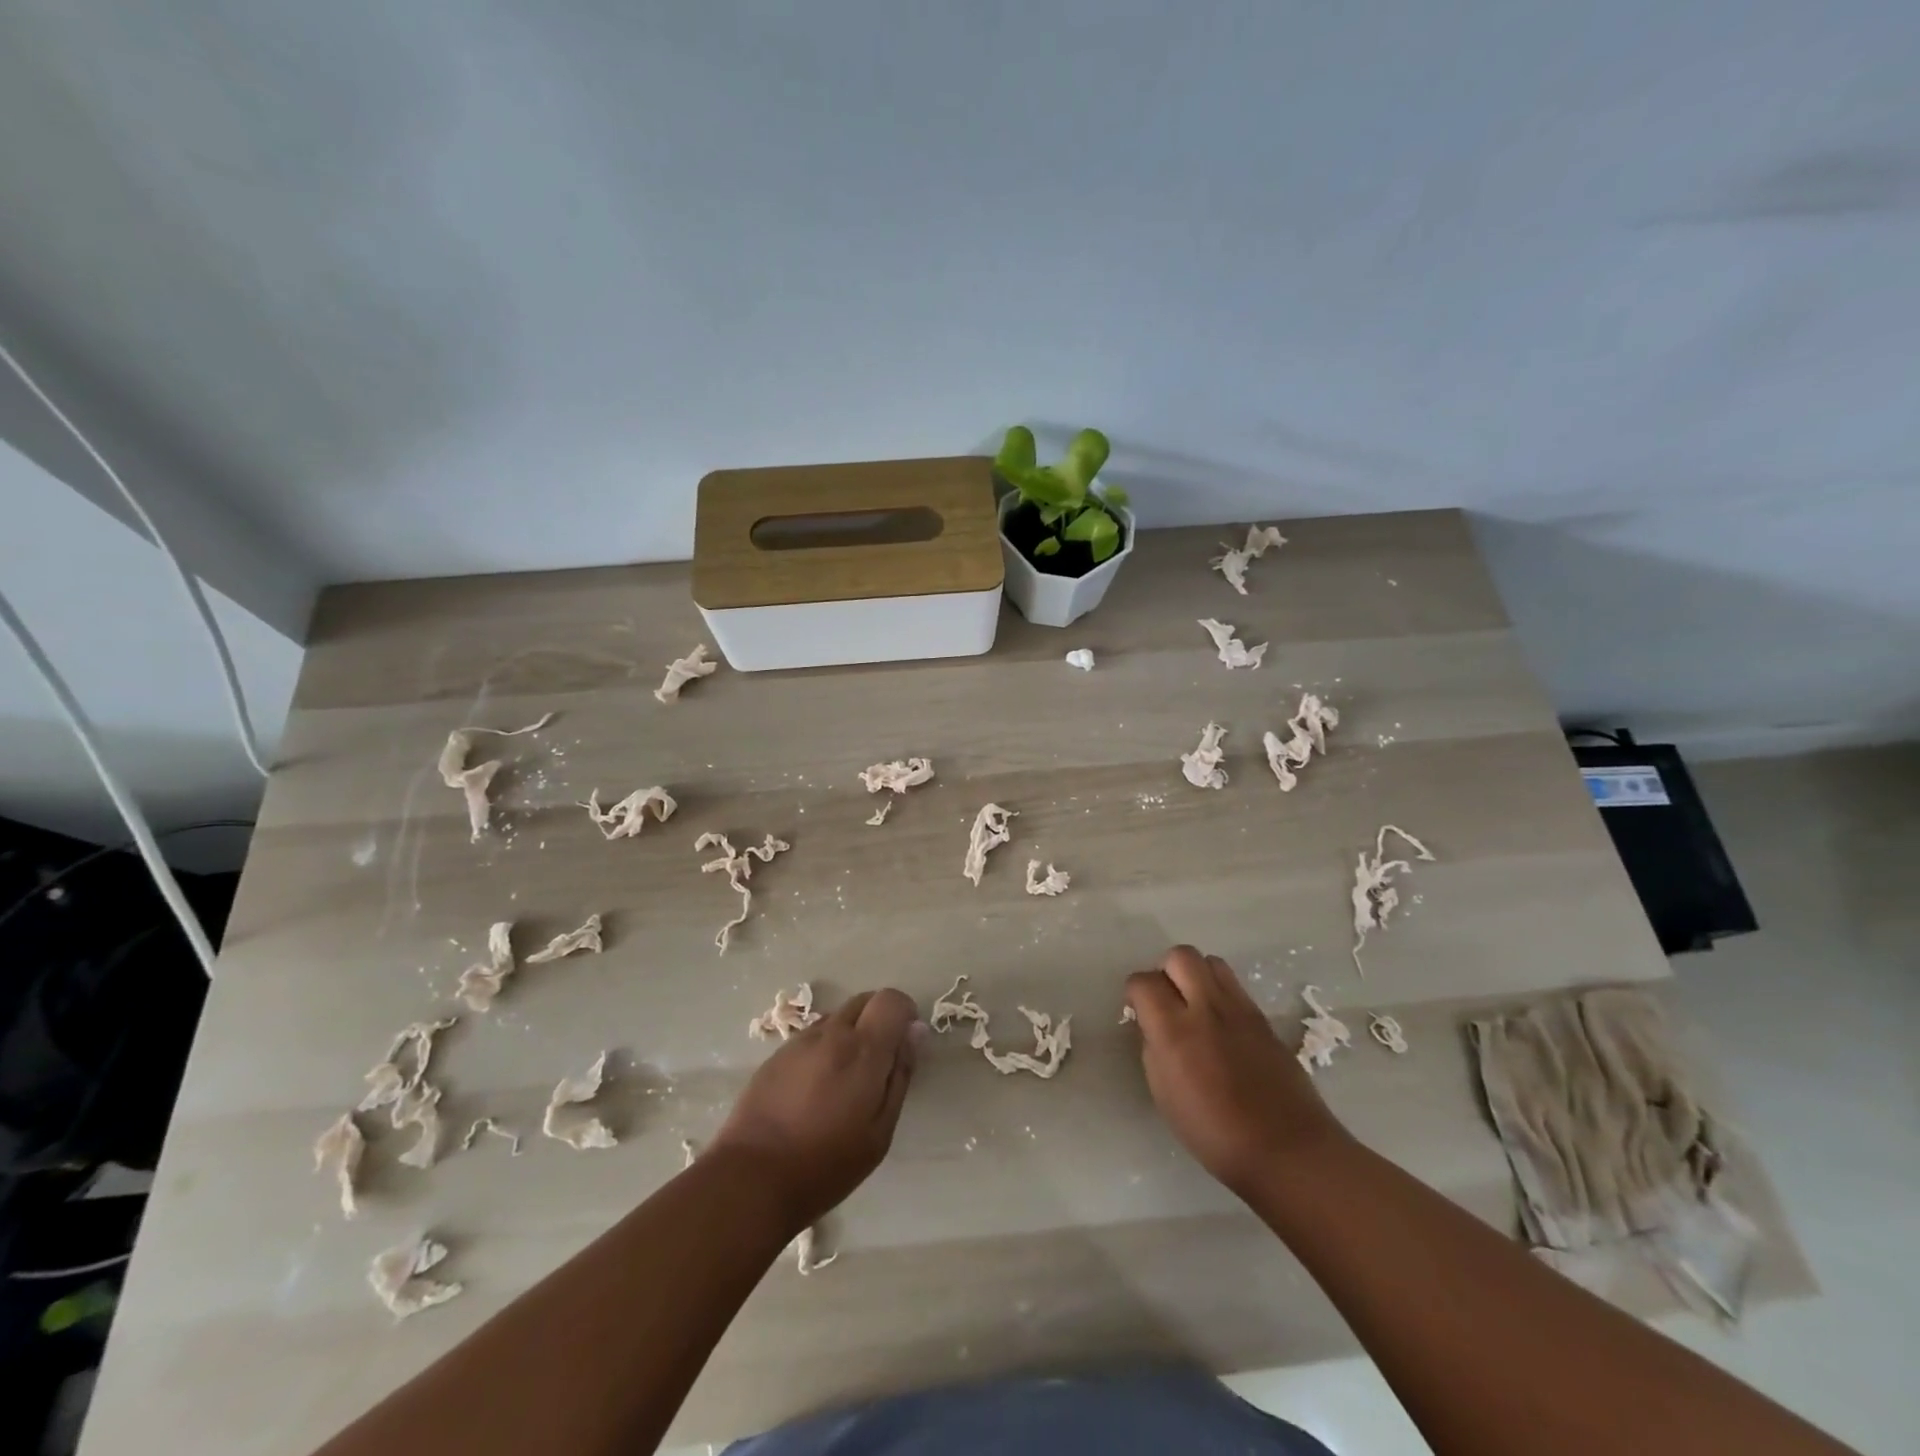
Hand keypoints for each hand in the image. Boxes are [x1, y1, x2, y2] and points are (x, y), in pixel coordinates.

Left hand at [708, 988, 922, 1232]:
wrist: (751, 1178)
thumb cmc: (826, 1164)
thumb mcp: (879, 1132)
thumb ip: (900, 1075)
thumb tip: (915, 1032)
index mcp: (863, 1049)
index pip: (891, 999)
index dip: (904, 1012)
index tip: (905, 1042)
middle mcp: (832, 1034)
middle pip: (864, 1000)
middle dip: (879, 1019)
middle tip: (879, 1064)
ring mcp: (800, 1042)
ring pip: (837, 1018)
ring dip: (850, 1034)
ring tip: (844, 1081)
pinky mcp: (776, 1055)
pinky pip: (812, 1037)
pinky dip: (825, 1048)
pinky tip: (816, 1089)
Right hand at [1126, 946, 1347, 1197]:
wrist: (1287, 1149)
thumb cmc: (1215, 1133)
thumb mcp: (1164, 1094)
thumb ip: (1154, 1048)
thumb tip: (1155, 1027)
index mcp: (1174, 1030)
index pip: (1143, 982)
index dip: (1134, 993)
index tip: (1137, 1011)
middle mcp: (1206, 1008)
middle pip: (1180, 956)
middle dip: (1165, 970)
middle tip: (1166, 1000)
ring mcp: (1239, 1009)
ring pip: (1211, 962)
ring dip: (1195, 975)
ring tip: (1194, 1005)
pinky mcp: (1263, 1017)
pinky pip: (1234, 986)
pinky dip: (1219, 993)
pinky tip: (1221, 1025)